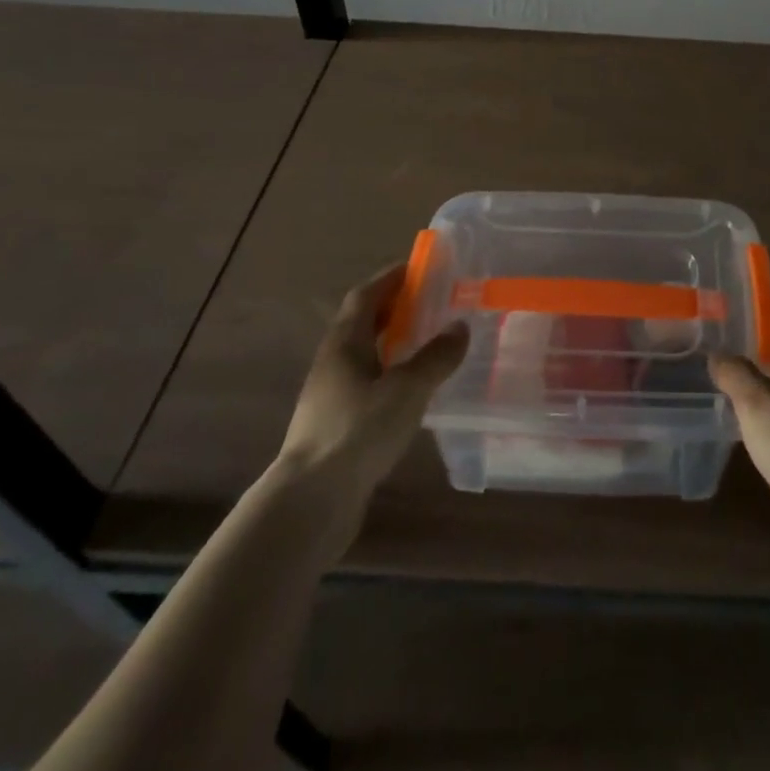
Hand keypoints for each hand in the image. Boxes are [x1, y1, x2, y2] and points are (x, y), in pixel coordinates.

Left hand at [276, 263, 467, 518]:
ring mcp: (331, 395)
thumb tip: (460, 326)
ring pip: (365, 355)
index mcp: (344, 343)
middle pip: (363, 322)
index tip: (421, 268)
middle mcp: (333, 362)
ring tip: (429, 343)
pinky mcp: (336, 425)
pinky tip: (413, 391)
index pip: (366, 295)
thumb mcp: (407, 389)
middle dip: (395, 308)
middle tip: (433, 303)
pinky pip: (367, 383)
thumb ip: (436, 356)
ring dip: (393, 342)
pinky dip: (390, 374)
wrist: (310, 502)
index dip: (391, 278)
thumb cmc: (358, 431)